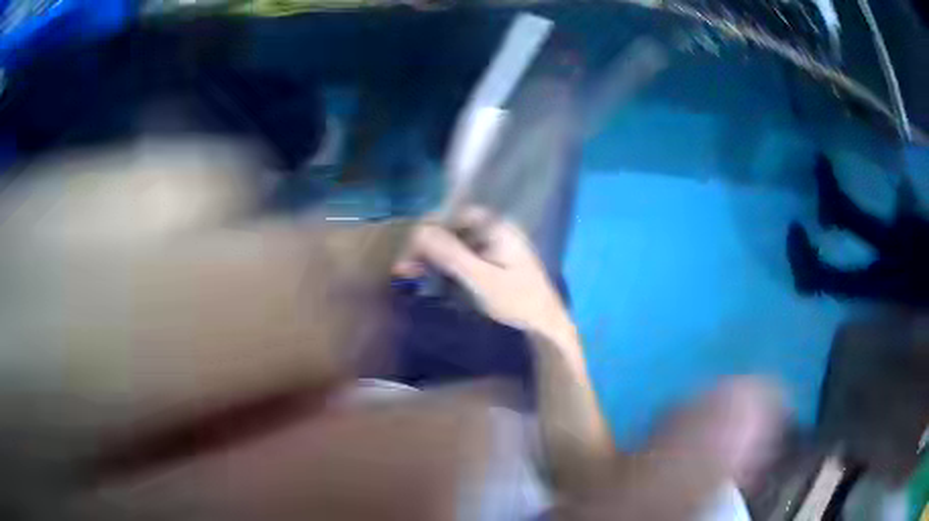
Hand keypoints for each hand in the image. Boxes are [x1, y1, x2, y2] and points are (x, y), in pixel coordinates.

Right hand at [394, 207, 572, 337]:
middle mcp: (496, 231)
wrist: (545, 327)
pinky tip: (428, 279)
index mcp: (498, 227)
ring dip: (432, 257)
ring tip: (409, 275)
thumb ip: (451, 254)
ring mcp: (494, 248)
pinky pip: (462, 258)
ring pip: (455, 244)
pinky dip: (444, 267)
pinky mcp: (492, 265)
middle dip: (427, 246)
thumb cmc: (518, 302)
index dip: (430, 228)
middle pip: (453, 229)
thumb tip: (419, 230)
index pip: (456, 214)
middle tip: (404, 268)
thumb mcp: (481, 279)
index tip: (410, 248)